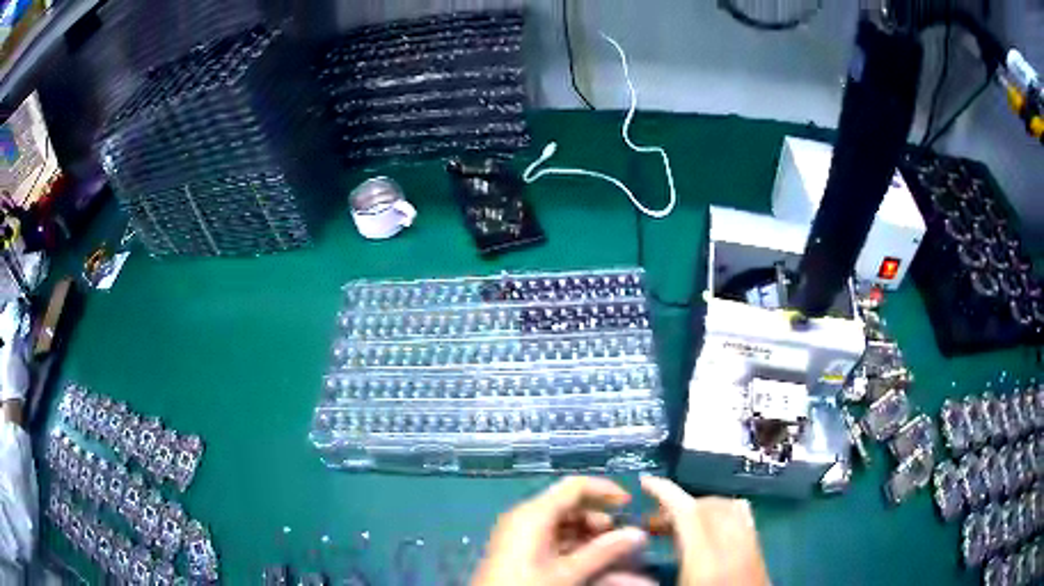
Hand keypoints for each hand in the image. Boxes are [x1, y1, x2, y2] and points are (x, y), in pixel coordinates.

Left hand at [471, 476, 648, 585]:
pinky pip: (556, 547)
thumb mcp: (568, 572)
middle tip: (624, 542)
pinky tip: (597, 570)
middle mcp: (526, 520)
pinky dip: (578, 555)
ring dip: (594, 544)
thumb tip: (638, 534)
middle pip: (572, 510)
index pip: (575, 487)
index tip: (630, 505)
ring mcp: (522, 538)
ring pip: (567, 532)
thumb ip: (604, 552)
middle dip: (602, 525)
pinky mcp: (521, 556)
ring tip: (618, 561)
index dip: (605, 491)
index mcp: (533, 514)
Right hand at [641, 476, 768, 585]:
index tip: (644, 482)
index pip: (688, 512)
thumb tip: (612, 570)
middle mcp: (733, 545)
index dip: (665, 493)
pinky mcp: (759, 551)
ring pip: (728, 507)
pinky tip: (711, 530)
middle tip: (652, 523)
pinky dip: (724, 512)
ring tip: (679, 525)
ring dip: (701, 508)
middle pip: (707, 506)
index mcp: (707, 560)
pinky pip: (743, 517)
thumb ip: (641, 584)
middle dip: (678, 505)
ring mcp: (750, 545)